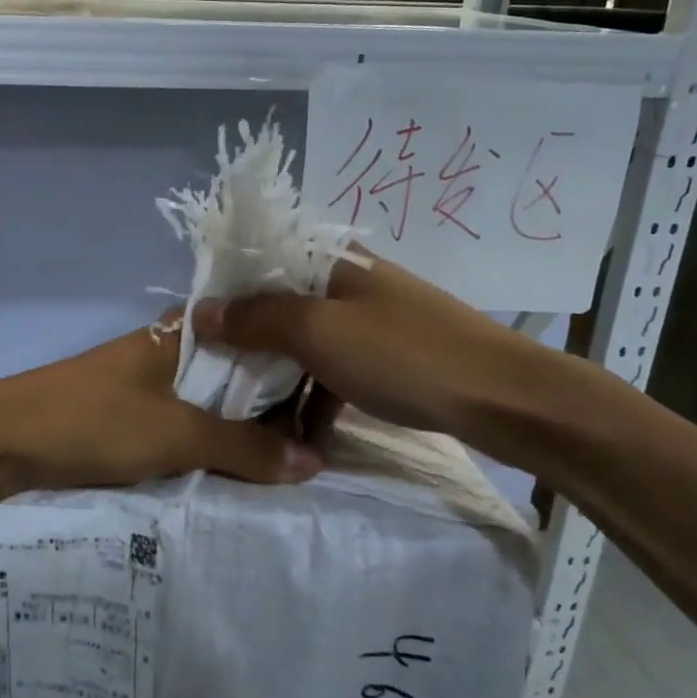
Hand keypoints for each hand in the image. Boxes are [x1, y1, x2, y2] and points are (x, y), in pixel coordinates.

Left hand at [0, 318, 324, 493]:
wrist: (0, 442)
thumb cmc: (93, 421)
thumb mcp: (177, 435)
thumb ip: (245, 448)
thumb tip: (314, 461)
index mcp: (185, 331)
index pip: (257, 330)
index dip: (296, 356)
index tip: (335, 391)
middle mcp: (172, 347)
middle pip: (239, 369)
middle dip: (276, 403)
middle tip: (321, 438)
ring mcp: (150, 380)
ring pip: (214, 399)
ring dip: (243, 428)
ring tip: (291, 460)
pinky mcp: (131, 412)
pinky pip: (187, 423)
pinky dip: (211, 442)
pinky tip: (237, 469)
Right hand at [189, 255, 572, 472]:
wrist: (500, 397)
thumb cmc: (402, 354)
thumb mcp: (318, 332)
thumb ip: (258, 319)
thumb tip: (202, 312)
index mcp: (332, 261)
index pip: (262, 264)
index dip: (226, 294)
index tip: (196, 332)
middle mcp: (349, 283)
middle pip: (283, 306)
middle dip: (249, 342)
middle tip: (216, 378)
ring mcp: (372, 322)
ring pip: (307, 344)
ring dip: (281, 378)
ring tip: (252, 415)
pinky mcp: (389, 359)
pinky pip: (336, 372)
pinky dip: (317, 399)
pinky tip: (304, 435)